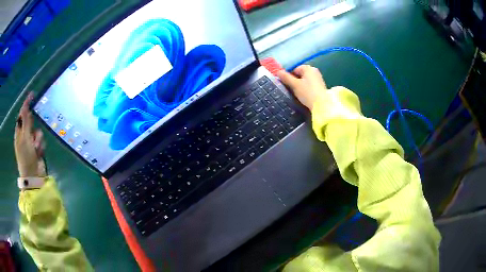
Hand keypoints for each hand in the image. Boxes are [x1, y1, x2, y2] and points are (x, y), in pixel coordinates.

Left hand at [14, 92, 45, 176]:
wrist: (33, 176)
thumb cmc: (26, 158)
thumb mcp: (25, 138)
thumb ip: (26, 122)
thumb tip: (25, 106)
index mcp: (19, 132)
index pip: (22, 114)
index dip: (26, 104)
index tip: (32, 95)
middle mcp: (24, 135)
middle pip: (30, 122)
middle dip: (33, 127)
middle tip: (33, 134)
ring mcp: (31, 143)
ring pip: (37, 131)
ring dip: (38, 139)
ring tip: (36, 149)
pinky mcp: (37, 149)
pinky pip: (41, 141)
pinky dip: (41, 146)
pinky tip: (39, 153)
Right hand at [276, 65, 326, 110]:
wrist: (322, 106)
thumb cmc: (308, 93)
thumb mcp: (294, 85)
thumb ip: (286, 78)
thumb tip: (278, 72)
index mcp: (308, 68)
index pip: (294, 69)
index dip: (289, 76)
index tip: (287, 85)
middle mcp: (314, 71)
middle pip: (300, 74)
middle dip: (295, 81)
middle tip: (292, 90)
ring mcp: (318, 78)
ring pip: (305, 80)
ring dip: (300, 86)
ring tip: (298, 94)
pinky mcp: (321, 87)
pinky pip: (310, 85)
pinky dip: (306, 89)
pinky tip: (305, 96)